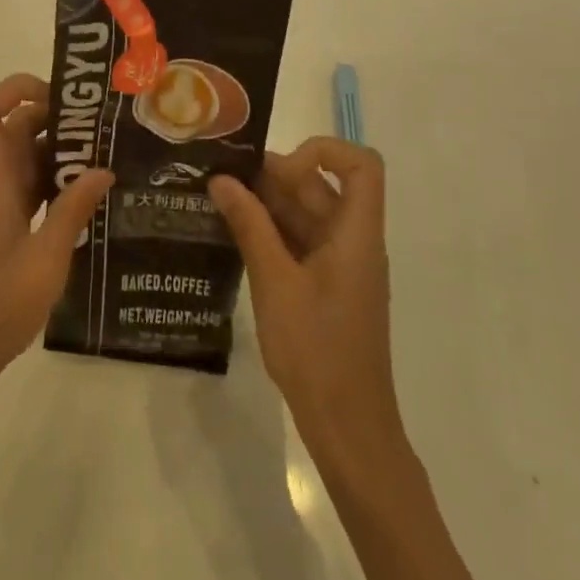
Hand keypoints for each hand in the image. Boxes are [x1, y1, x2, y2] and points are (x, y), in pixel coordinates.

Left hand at [0, 75, 114, 407]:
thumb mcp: (45, 260)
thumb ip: (73, 211)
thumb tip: (103, 169)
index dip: (15, 89)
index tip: (60, 96)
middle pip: (13, 129)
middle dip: (53, 118)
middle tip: (101, 126)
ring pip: (24, 158)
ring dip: (59, 151)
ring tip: (106, 154)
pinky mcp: (6, 228)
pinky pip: (31, 188)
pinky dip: (57, 182)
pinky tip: (91, 195)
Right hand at [208, 140, 402, 453]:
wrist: (348, 427)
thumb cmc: (317, 351)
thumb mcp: (276, 283)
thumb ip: (250, 226)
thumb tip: (222, 179)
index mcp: (356, 235)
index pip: (361, 166)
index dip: (322, 151)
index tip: (278, 171)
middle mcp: (352, 241)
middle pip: (323, 186)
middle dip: (275, 175)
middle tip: (223, 177)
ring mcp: (340, 264)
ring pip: (307, 213)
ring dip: (266, 203)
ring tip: (217, 200)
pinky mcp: (325, 285)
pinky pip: (300, 241)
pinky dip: (270, 231)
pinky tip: (232, 233)